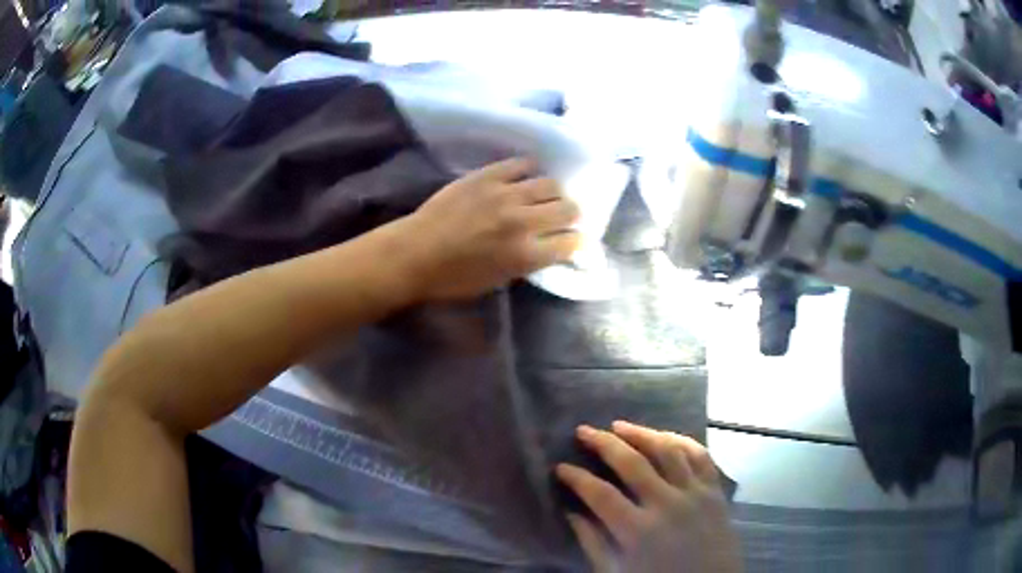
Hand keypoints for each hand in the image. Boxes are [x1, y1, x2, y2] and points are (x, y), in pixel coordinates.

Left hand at [398, 158, 579, 301]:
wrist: (414, 253)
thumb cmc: (453, 278)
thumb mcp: (498, 280)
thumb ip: (528, 262)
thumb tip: (548, 246)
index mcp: (526, 255)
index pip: (572, 242)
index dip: (576, 242)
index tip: (572, 240)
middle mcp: (523, 222)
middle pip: (568, 208)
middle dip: (571, 215)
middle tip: (562, 217)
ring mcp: (505, 194)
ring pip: (550, 183)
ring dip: (554, 193)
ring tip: (544, 196)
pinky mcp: (487, 175)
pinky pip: (521, 164)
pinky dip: (529, 170)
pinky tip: (524, 177)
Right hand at [556, 421, 741, 572]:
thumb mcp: (617, 572)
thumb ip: (593, 543)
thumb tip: (571, 513)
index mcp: (639, 531)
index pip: (600, 494)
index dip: (577, 478)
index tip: (560, 467)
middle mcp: (668, 504)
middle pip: (632, 463)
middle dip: (603, 443)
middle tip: (583, 431)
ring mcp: (696, 494)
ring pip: (667, 450)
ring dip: (641, 433)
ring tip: (619, 425)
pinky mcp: (715, 491)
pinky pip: (700, 455)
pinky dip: (681, 441)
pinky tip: (664, 436)